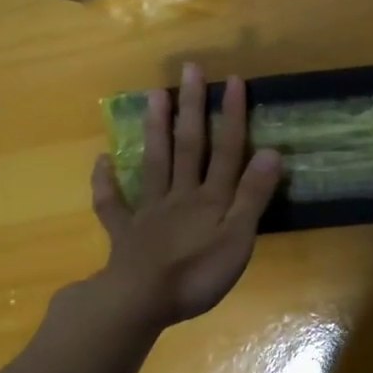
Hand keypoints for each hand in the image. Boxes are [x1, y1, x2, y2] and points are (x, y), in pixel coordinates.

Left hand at [89, 64, 282, 330]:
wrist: (139, 303)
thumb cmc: (197, 274)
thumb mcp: (238, 238)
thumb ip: (253, 195)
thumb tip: (271, 151)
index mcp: (211, 198)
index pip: (226, 149)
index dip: (232, 115)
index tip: (233, 80)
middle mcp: (181, 194)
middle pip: (188, 145)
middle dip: (192, 107)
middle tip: (190, 69)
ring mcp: (149, 211)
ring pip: (154, 162)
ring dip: (155, 128)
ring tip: (154, 94)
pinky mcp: (126, 232)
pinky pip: (113, 204)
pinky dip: (106, 182)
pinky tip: (101, 160)